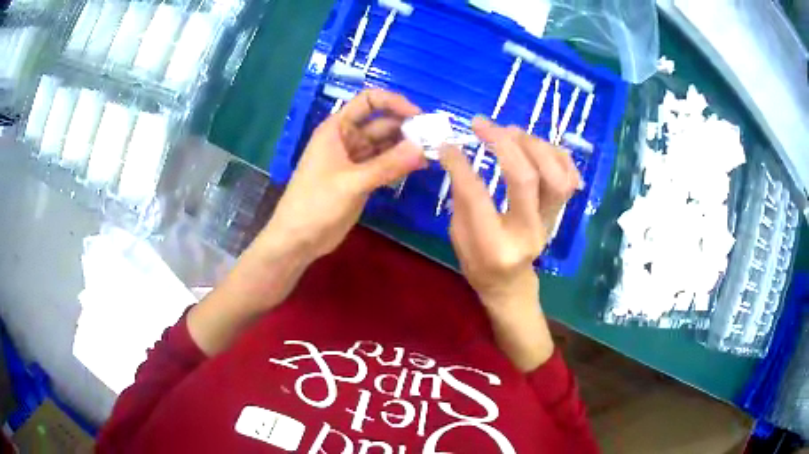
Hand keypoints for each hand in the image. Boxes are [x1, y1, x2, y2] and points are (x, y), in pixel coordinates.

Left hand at [263, 89, 425, 262]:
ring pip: (385, 145)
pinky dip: (400, 164)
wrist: (298, 239)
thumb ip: (387, 165)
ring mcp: (355, 160)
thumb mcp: (352, 182)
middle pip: (381, 123)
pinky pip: (384, 164)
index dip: (393, 102)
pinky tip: (419, 167)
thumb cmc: (316, 204)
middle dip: (406, 127)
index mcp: (337, 129)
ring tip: (432, 153)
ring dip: (406, 147)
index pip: (368, 101)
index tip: (418, 116)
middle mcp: (347, 139)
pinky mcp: (361, 179)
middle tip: (433, 139)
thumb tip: (422, 148)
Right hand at [439, 117, 579, 370]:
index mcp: (495, 246)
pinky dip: (557, 154)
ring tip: (509, 131)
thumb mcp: (457, 237)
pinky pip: (570, 178)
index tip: (447, 144)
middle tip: (481, 124)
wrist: (511, 285)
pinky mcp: (560, 213)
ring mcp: (549, 222)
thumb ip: (460, 198)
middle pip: (525, 178)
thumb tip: (457, 154)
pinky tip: (535, 144)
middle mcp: (529, 233)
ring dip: (532, 144)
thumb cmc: (479, 265)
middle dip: (501, 143)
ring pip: (555, 175)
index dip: (460, 164)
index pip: (477, 196)